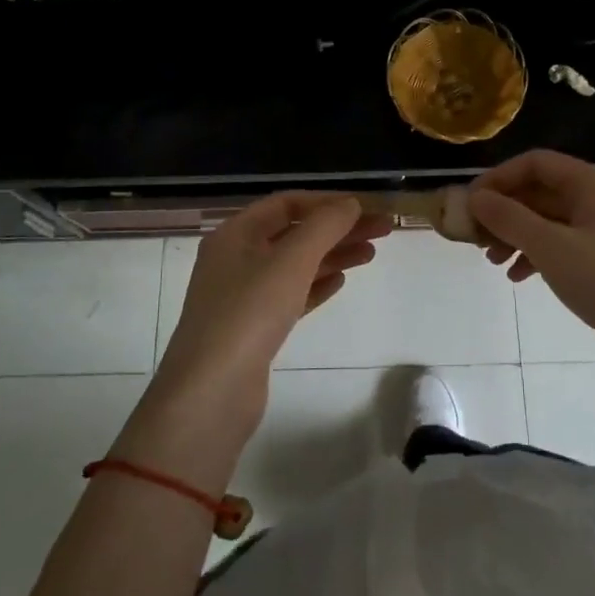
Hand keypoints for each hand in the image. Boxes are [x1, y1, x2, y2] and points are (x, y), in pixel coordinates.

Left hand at [122, 194, 390, 477]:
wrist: (212, 393)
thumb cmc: (249, 313)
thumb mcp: (290, 261)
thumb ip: (324, 226)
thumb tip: (350, 203)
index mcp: (235, 234)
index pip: (285, 203)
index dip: (326, 202)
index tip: (364, 208)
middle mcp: (235, 259)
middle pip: (294, 233)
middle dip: (337, 228)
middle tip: (382, 229)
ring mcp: (243, 296)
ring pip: (295, 265)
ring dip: (332, 255)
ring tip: (371, 254)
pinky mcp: (254, 328)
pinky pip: (290, 295)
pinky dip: (316, 285)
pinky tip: (341, 282)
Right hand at [469, 150, 594, 359]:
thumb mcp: (551, 248)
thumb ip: (509, 218)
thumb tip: (475, 197)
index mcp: (592, 184)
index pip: (535, 163)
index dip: (499, 178)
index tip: (471, 202)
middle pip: (540, 191)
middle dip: (504, 211)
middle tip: (475, 236)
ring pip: (547, 218)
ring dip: (515, 234)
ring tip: (492, 260)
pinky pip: (561, 241)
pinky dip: (536, 253)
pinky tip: (517, 276)